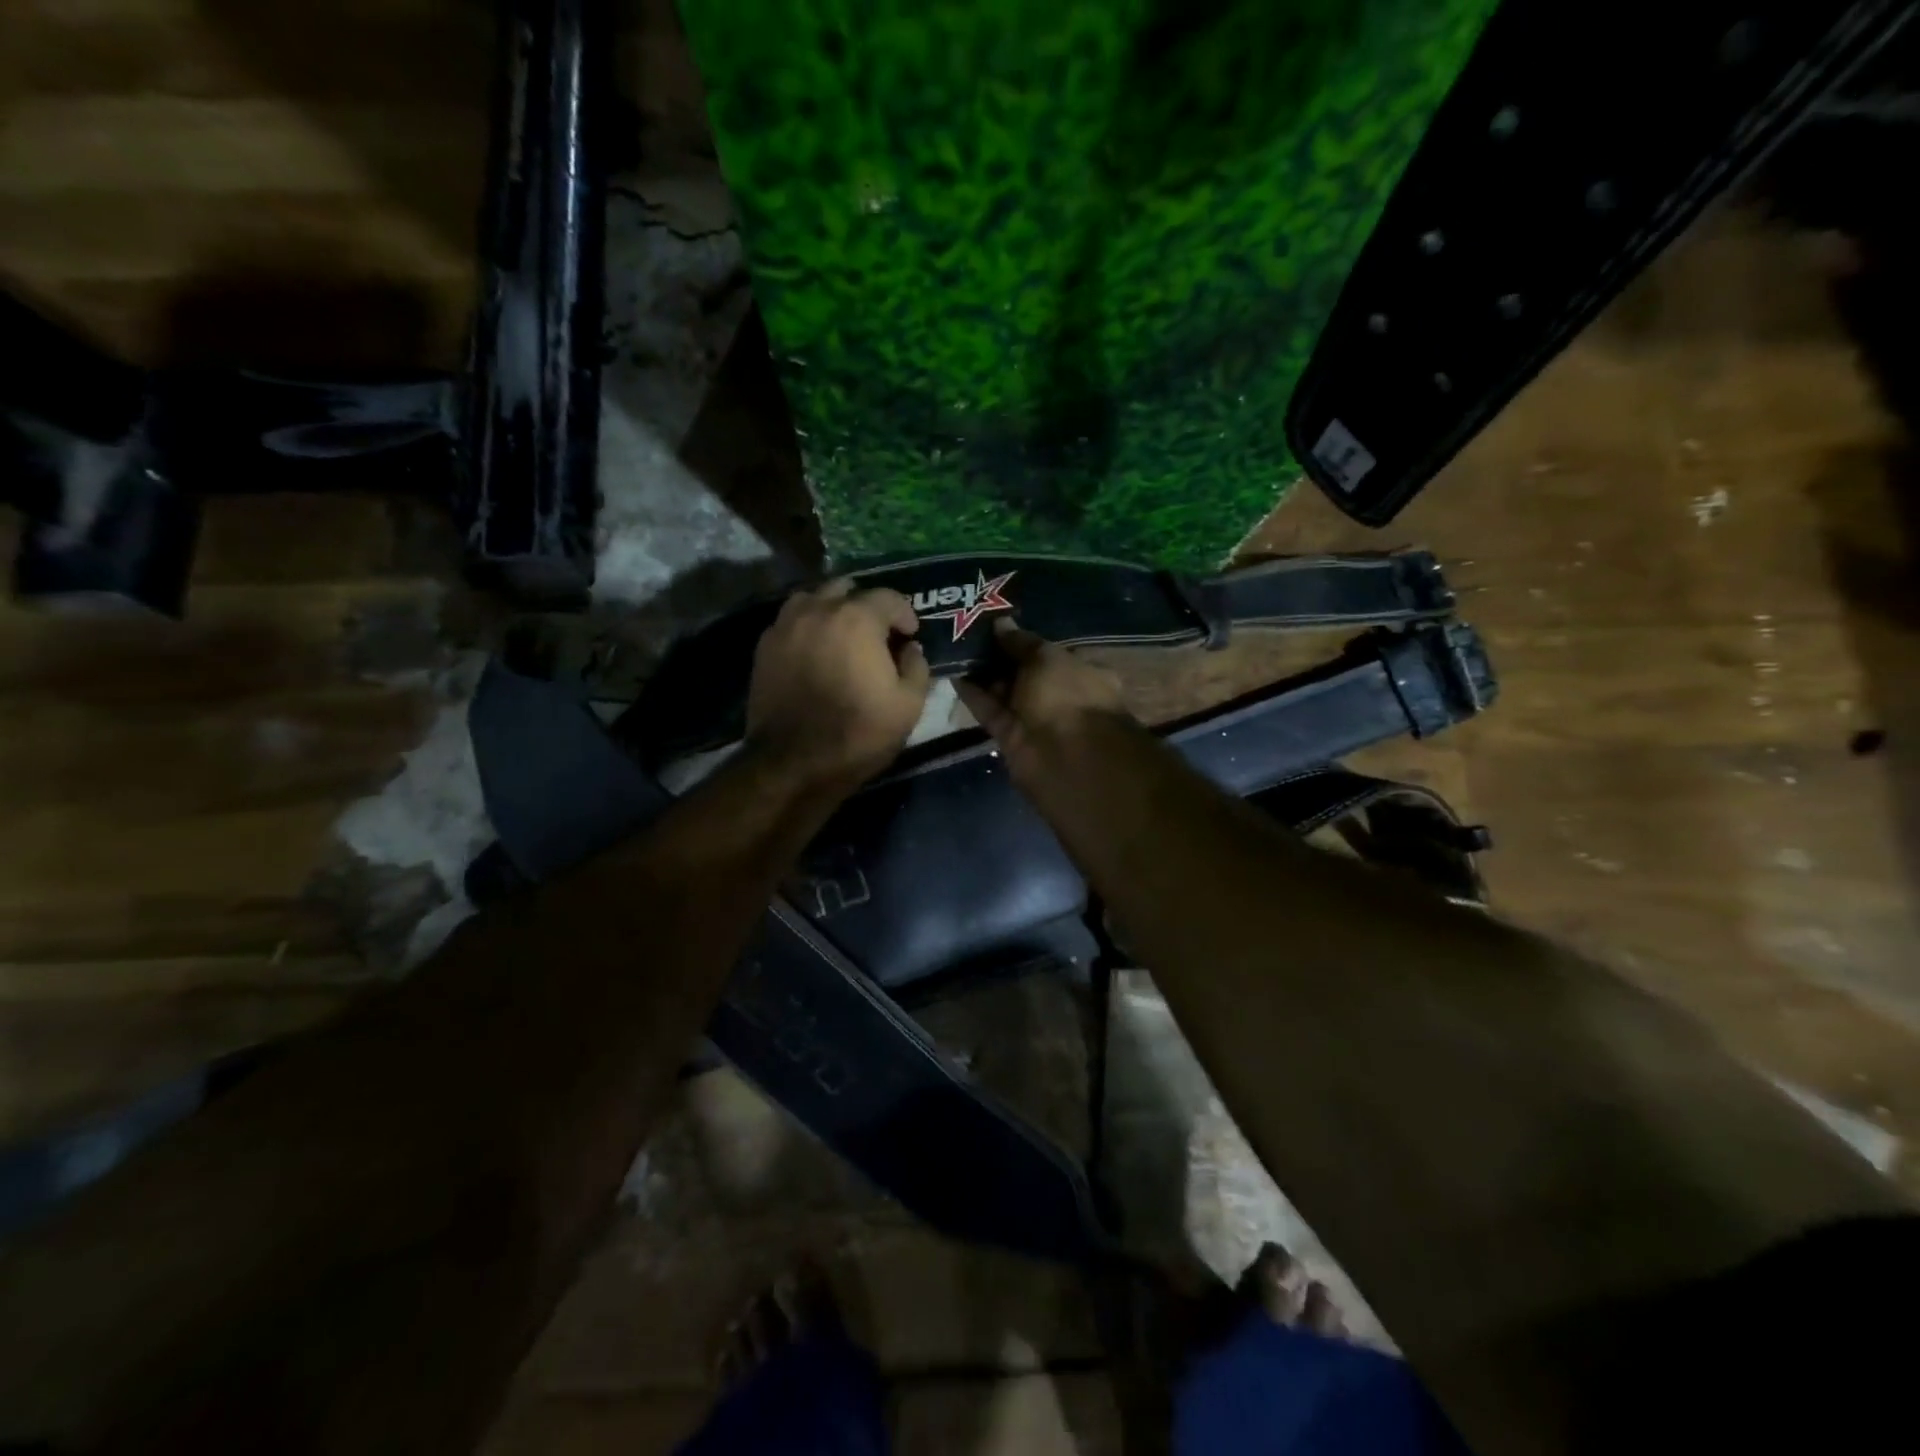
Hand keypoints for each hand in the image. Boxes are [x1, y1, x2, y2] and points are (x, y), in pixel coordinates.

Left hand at [746, 579, 931, 791]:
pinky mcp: (764, 647)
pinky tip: (816, 651)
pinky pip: (791, 621)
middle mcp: (818, 610)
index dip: (905, 614)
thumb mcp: (908, 705)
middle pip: (847, 589)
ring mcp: (785, 626)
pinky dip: (808, 627)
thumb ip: (917, 667)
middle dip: (867, 607)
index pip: (888, 597)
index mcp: (857, 619)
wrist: (794, 763)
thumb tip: (911, 649)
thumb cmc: (859, 733)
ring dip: (832, 610)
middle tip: (877, 634)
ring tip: (842, 636)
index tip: (910, 635)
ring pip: (813, 599)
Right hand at [956, 618, 1129, 779]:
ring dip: (983, 674)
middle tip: (969, 633)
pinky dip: (974, 695)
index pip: (1051, 653)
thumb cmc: (1068, 697)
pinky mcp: (1012, 737)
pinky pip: (991, 711)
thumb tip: (1001, 623)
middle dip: (1000, 656)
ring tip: (955, 647)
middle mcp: (1061, 696)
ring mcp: (1036, 719)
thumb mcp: (1047, 658)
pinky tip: (954, 673)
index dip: (1025, 641)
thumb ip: (1021, 642)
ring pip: (1006, 692)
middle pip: (1026, 673)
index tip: (997, 625)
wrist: (1067, 759)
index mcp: (1083, 673)